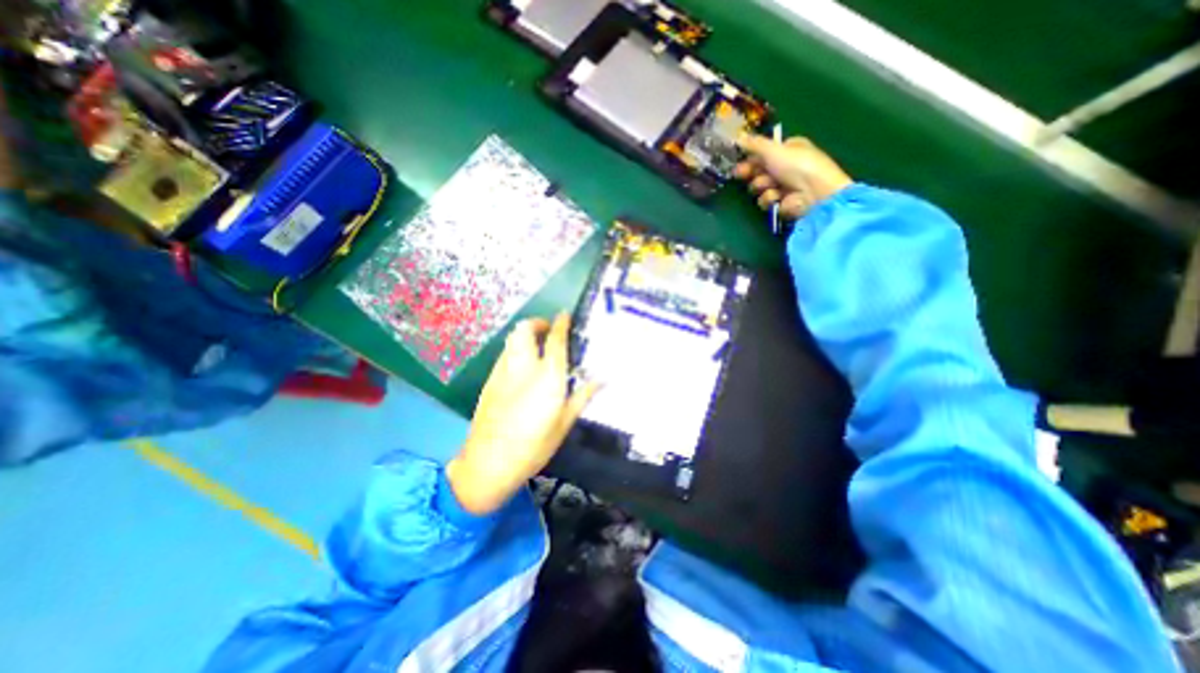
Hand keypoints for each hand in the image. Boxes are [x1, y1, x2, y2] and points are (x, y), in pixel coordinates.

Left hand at [444, 313, 599, 511]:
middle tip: (548, 330)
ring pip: (512, 340)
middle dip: (536, 323)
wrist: (488, 463)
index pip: (555, 340)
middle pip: (524, 330)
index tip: (565, 315)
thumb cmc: (533, 446)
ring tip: (536, 346)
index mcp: (547, 377)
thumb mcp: (564, 423)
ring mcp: (502, 372)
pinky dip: (515, 350)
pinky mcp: (490, 381)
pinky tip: (522, 368)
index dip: (560, 323)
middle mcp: (522, 367)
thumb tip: (602, 379)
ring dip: (525, 336)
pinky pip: (504, 355)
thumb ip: (582, 396)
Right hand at [732, 135, 851, 220]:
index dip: (750, 158)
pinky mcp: (782, 203)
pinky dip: (770, 199)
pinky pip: (767, 201)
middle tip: (742, 174)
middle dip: (752, 173)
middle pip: (759, 171)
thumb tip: (737, 136)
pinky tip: (778, 198)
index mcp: (788, 149)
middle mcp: (786, 166)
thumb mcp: (773, 149)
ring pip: (760, 188)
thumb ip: (754, 144)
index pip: (763, 153)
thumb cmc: (795, 165)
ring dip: (762, 186)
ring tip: (771, 186)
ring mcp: (784, 186)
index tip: (738, 162)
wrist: (813, 192)